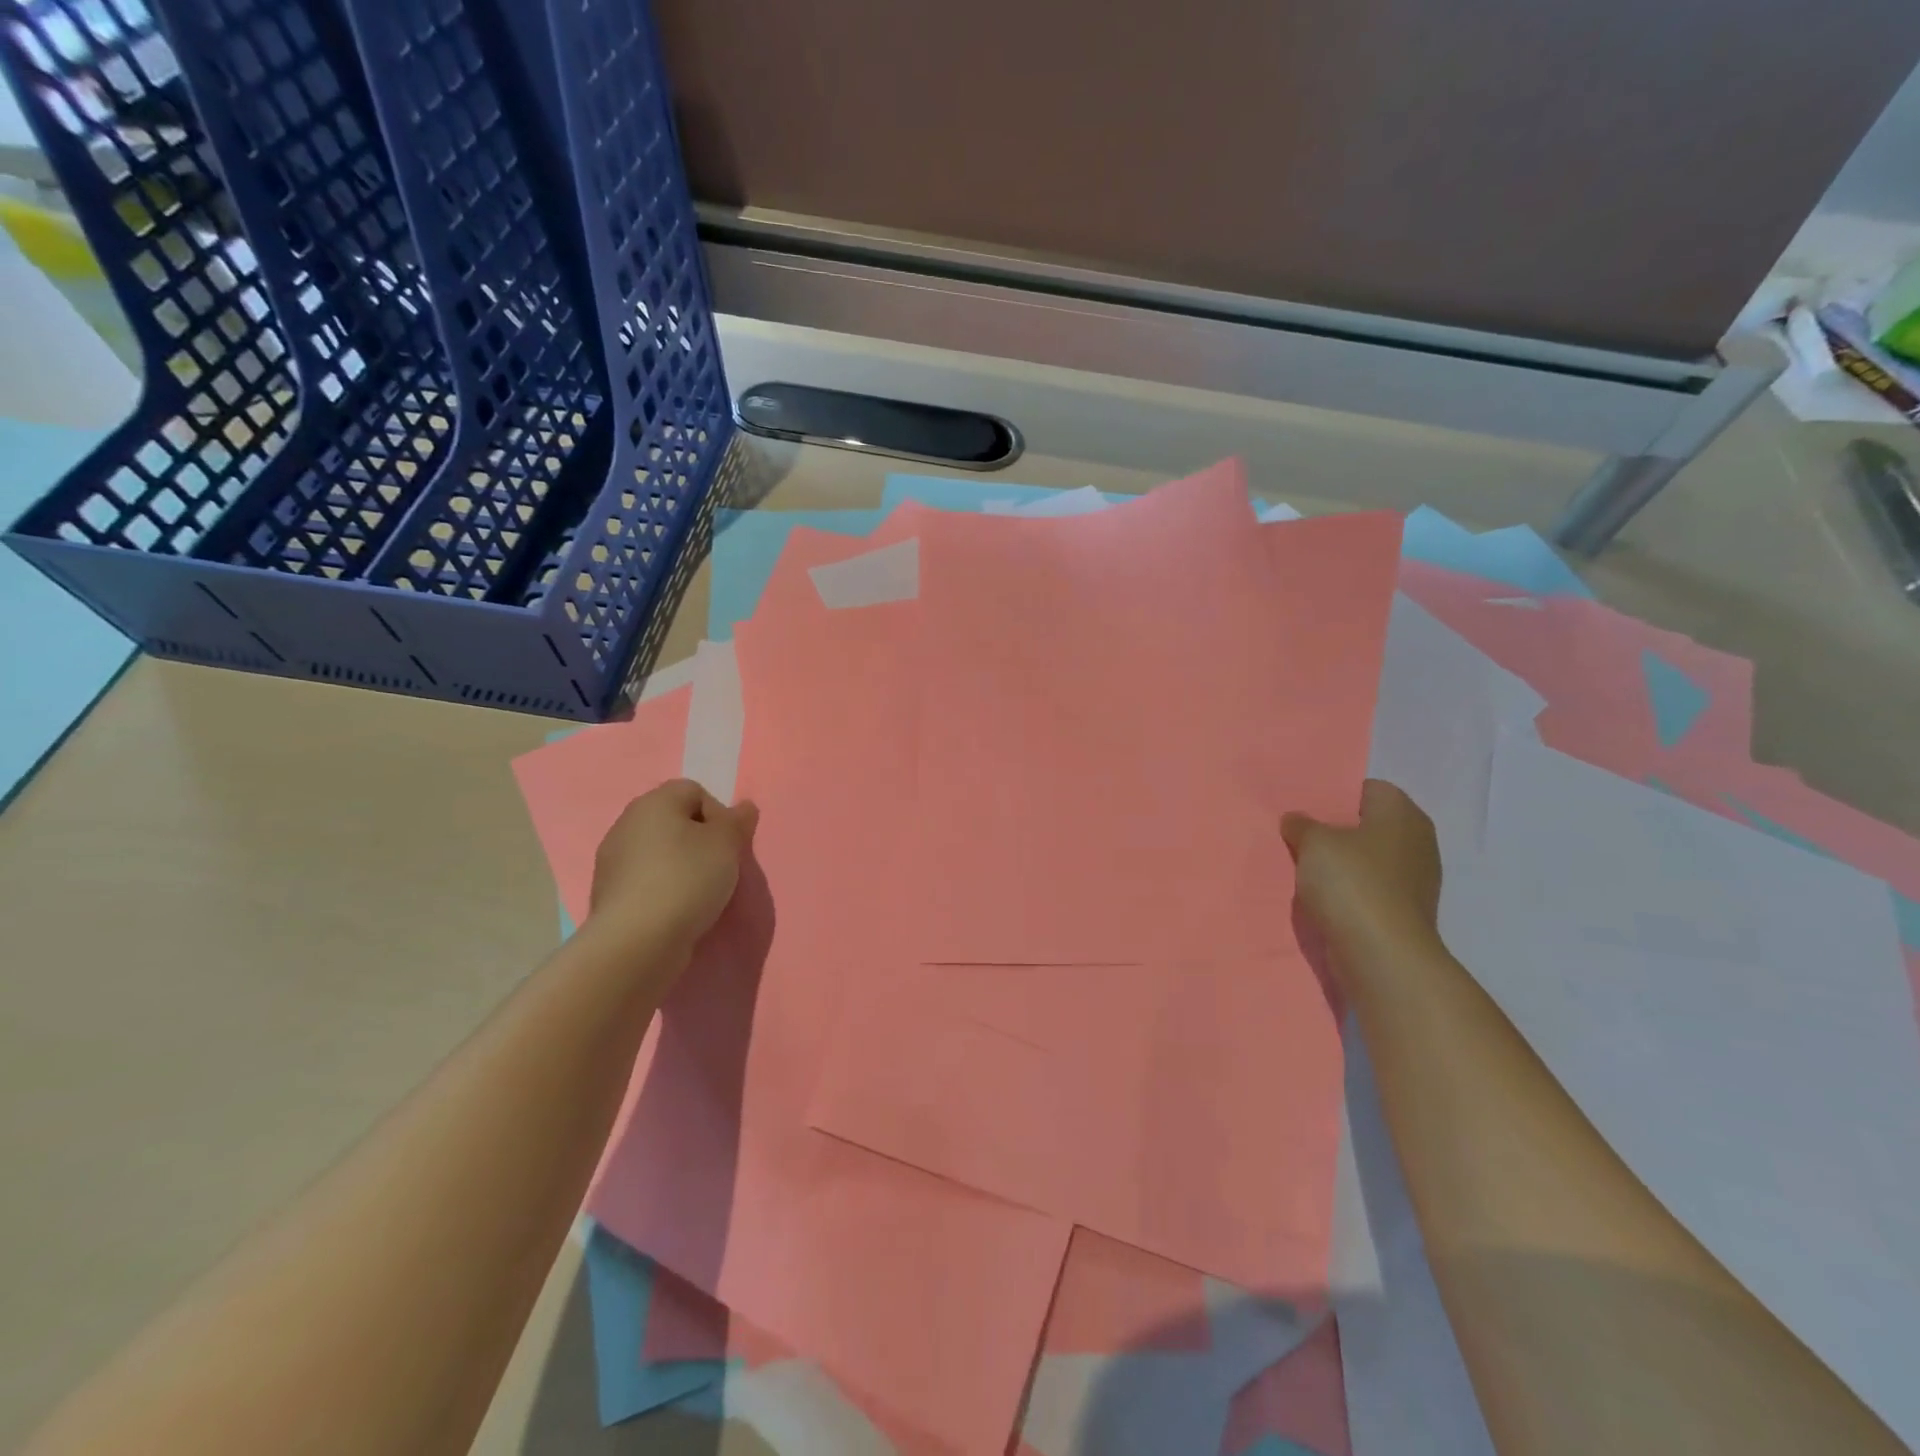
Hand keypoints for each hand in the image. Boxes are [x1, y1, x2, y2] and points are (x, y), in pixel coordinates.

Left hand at [590, 779, 758, 952]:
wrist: (637, 941)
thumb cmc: (687, 879)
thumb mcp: (726, 844)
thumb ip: (737, 821)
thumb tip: (744, 807)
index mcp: (654, 802)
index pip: (695, 791)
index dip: (718, 814)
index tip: (728, 844)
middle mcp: (627, 823)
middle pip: (675, 821)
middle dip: (700, 841)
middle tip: (718, 868)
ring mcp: (612, 860)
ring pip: (659, 852)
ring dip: (681, 866)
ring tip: (699, 894)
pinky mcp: (608, 893)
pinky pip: (645, 880)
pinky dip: (662, 889)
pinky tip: (675, 910)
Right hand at [1282, 780, 1442, 965]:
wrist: (1381, 953)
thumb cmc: (1352, 883)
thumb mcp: (1314, 843)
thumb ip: (1302, 825)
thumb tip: (1296, 820)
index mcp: (1402, 814)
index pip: (1368, 788)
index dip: (1336, 795)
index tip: (1306, 807)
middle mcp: (1417, 841)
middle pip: (1368, 824)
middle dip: (1336, 830)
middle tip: (1300, 835)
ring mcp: (1415, 879)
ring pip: (1368, 858)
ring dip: (1341, 863)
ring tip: (1305, 866)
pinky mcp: (1405, 910)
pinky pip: (1370, 888)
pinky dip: (1349, 890)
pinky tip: (1322, 896)